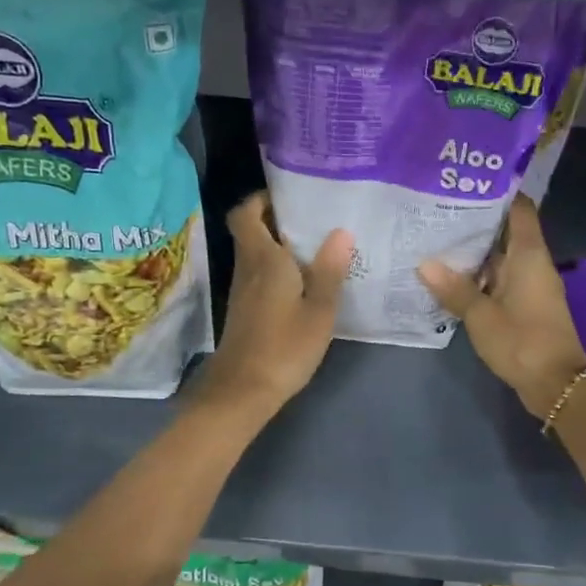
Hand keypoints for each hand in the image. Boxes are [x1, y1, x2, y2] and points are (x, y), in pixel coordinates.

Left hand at [198, 192, 352, 417]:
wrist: (244, 391)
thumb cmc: (284, 346)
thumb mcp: (319, 310)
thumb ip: (329, 270)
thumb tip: (341, 232)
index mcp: (263, 259)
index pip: (245, 213)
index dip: (261, 199)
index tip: (290, 195)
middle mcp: (248, 268)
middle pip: (252, 231)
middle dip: (277, 219)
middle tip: (314, 217)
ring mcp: (244, 290)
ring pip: (256, 254)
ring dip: (279, 245)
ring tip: (318, 244)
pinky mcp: (246, 310)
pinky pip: (261, 275)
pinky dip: (279, 269)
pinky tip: (306, 280)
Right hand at [418, 195, 585, 418]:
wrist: (556, 385)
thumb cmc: (522, 341)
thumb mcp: (481, 315)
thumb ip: (454, 288)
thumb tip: (423, 263)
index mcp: (529, 255)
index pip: (520, 209)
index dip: (499, 192)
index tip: (468, 182)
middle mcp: (532, 264)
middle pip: (506, 232)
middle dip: (475, 222)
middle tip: (437, 210)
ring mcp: (529, 286)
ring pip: (500, 258)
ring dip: (474, 252)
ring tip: (435, 239)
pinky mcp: (525, 306)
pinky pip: (499, 280)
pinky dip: (479, 276)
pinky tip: (449, 277)